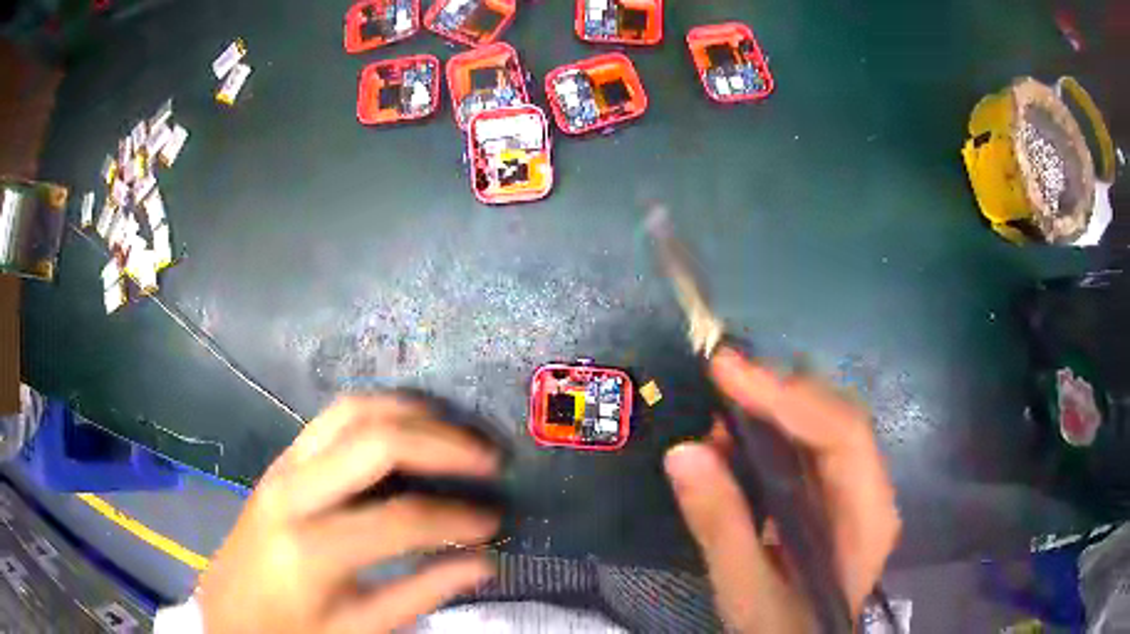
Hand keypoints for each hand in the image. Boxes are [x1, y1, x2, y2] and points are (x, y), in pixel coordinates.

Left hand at [197, 395, 501, 633]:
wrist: (229, 611)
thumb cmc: (292, 630)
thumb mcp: (359, 628)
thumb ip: (422, 593)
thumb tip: (484, 564)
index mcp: (312, 548)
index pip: (401, 519)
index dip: (457, 518)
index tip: (493, 523)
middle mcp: (293, 492)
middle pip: (375, 443)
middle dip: (443, 443)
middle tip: (489, 458)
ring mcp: (282, 467)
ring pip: (351, 411)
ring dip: (410, 413)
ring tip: (455, 430)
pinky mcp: (280, 460)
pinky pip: (333, 417)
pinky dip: (378, 411)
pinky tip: (406, 426)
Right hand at [664, 349, 899, 632]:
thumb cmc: (780, 626)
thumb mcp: (745, 588)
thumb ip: (720, 524)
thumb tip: (682, 452)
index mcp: (868, 517)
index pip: (842, 435)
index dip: (788, 398)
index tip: (729, 372)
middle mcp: (872, 491)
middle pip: (837, 418)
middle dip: (780, 393)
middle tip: (721, 379)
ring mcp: (857, 489)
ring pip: (823, 424)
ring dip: (774, 409)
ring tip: (722, 415)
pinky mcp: (835, 493)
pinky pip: (808, 445)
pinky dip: (772, 433)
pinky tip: (738, 440)